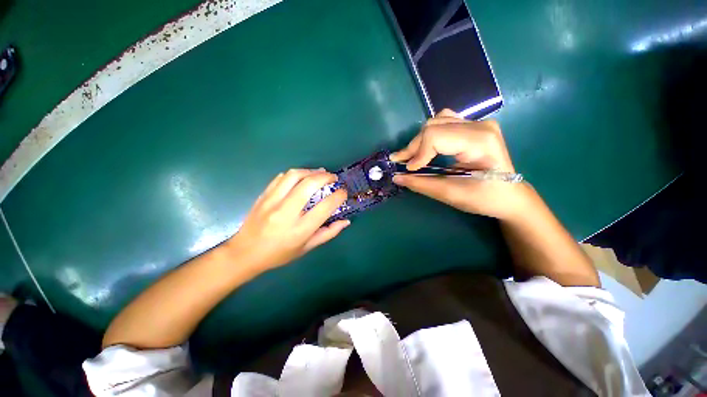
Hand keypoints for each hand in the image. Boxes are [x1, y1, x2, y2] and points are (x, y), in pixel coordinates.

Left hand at [225, 169, 349, 271]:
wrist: (245, 253)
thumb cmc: (279, 254)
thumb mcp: (307, 248)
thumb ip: (328, 233)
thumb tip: (346, 221)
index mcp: (300, 229)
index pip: (325, 207)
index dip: (338, 196)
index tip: (343, 192)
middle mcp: (286, 212)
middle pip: (309, 185)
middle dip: (325, 177)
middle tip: (333, 178)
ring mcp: (272, 202)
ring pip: (294, 176)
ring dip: (310, 171)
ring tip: (319, 173)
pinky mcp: (263, 196)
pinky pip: (281, 178)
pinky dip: (295, 174)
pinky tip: (301, 177)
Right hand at [391, 109, 533, 220]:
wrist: (509, 195)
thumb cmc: (484, 198)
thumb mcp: (451, 194)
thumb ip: (421, 184)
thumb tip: (396, 177)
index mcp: (480, 142)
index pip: (436, 136)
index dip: (417, 152)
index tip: (409, 169)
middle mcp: (480, 126)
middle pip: (433, 127)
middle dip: (414, 146)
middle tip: (402, 163)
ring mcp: (478, 123)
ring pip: (437, 121)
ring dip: (420, 140)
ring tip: (412, 156)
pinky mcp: (473, 126)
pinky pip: (444, 122)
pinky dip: (430, 135)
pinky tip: (426, 148)